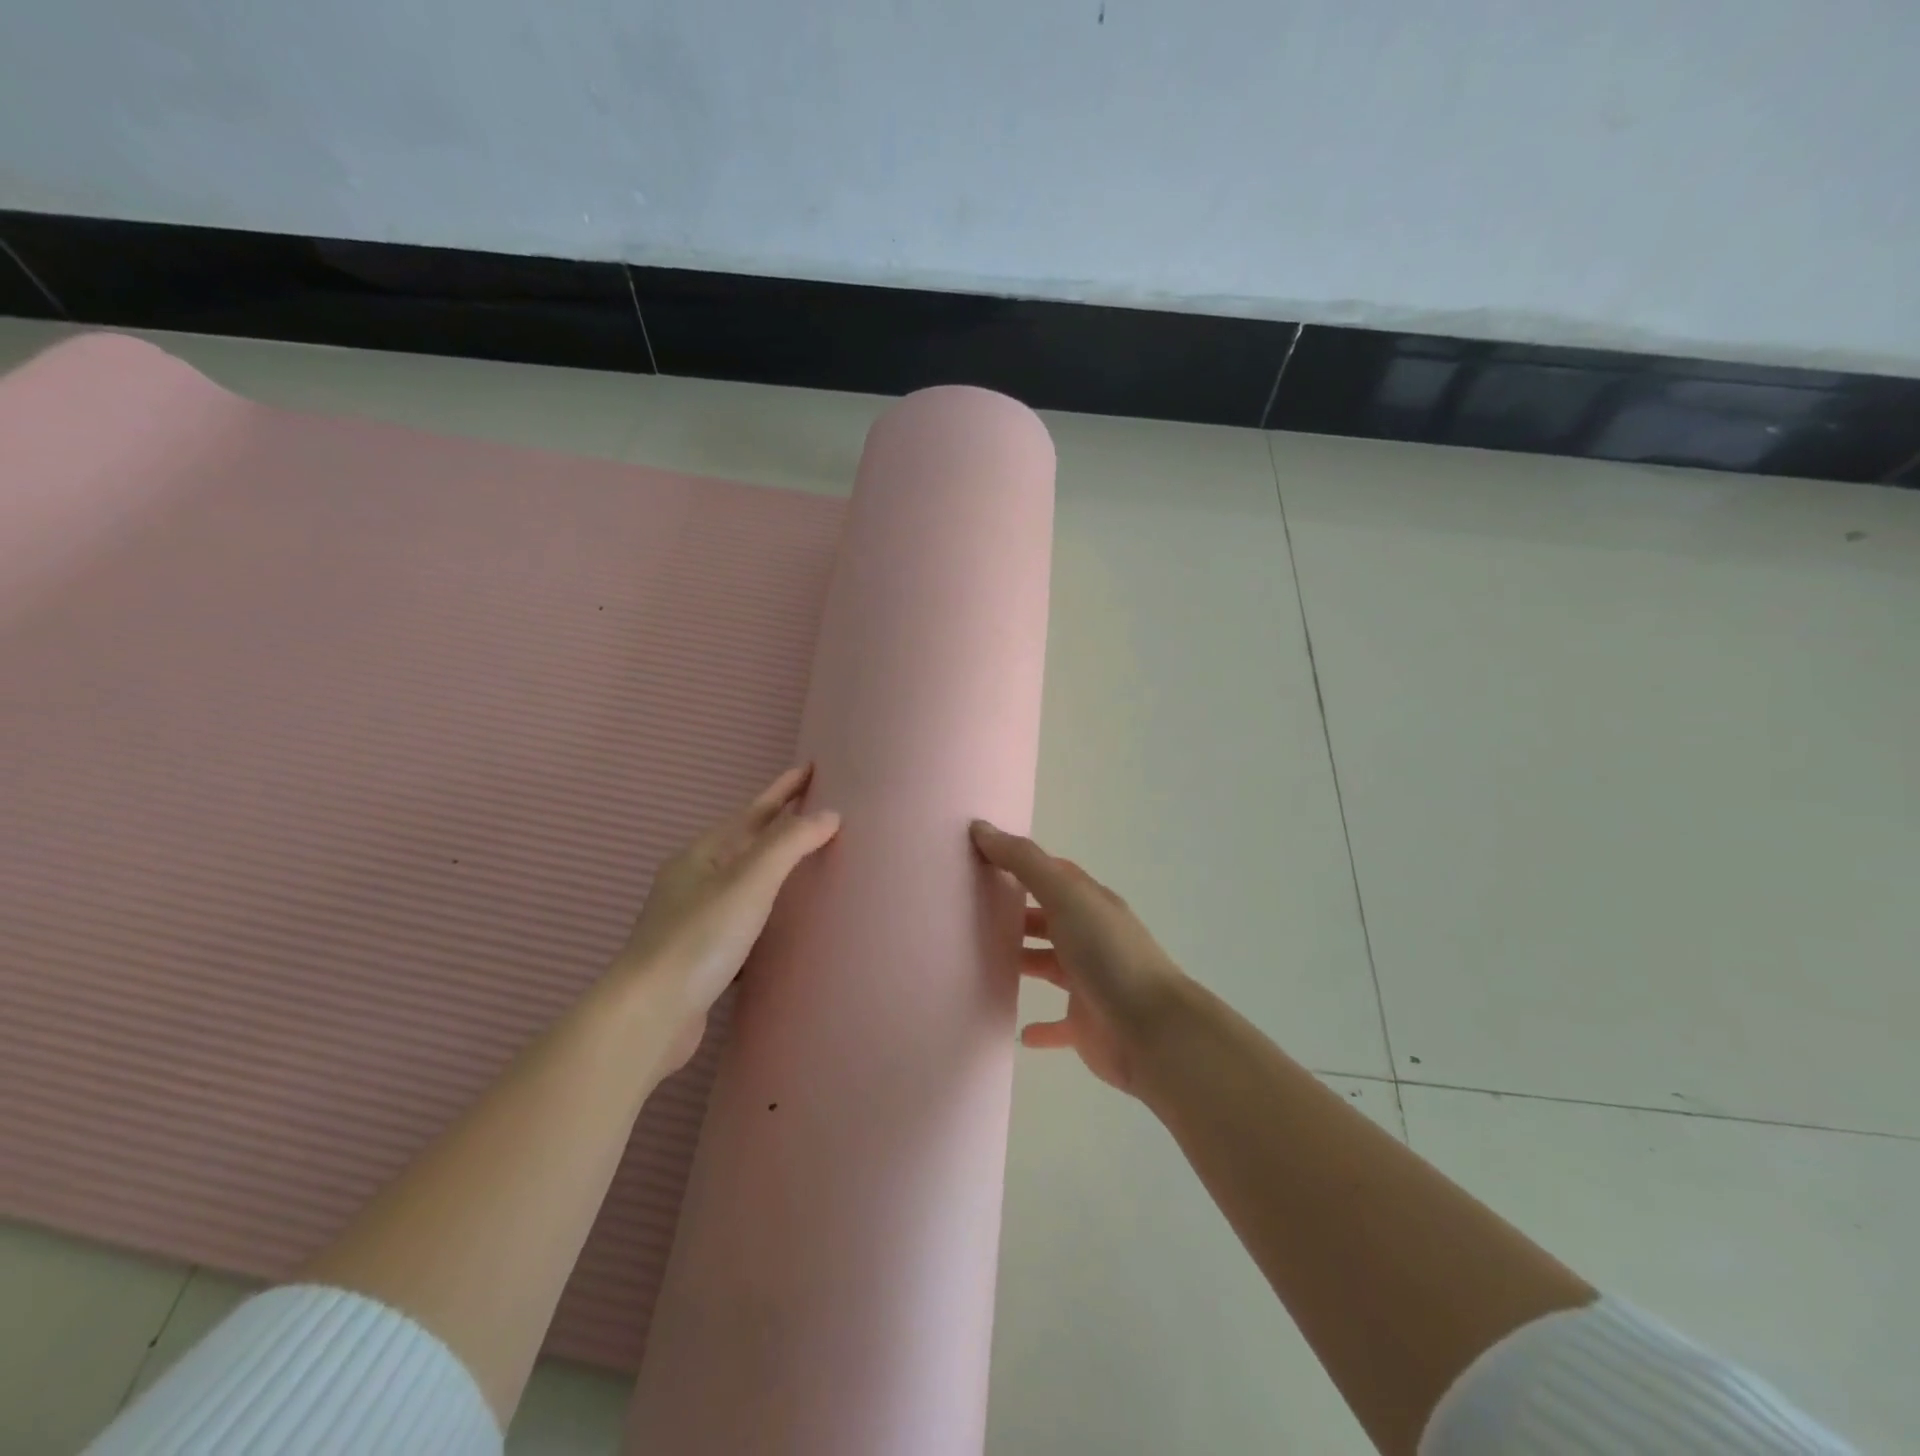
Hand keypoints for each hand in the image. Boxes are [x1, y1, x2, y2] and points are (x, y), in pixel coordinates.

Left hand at [618, 765, 839, 1070]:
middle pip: (745, 843)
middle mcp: (694, 880)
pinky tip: (781, 926)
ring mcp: (693, 919)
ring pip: (743, 882)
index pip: (753, 812)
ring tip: (804, 863)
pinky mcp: (700, 956)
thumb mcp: (749, 881)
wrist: (648, 1016)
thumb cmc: (700, 937)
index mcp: (702, 855)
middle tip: (816, 811)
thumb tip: (829, 813)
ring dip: (772, 869)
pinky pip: (741, 920)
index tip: (811, 767)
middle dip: (778, 825)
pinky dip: (765, 912)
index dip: (783, 789)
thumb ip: (790, 843)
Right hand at [970, 821, 1187, 1094]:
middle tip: (972, 912)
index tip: (983, 861)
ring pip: (1050, 966)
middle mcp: (1091, 938)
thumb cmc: (1108, 954)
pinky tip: (1020, 1031)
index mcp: (1090, 904)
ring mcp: (1089, 982)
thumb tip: (981, 828)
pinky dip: (1041, 1027)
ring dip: (1024, 962)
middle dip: (1017, 914)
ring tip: (982, 961)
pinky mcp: (1086, 1024)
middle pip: (1049, 919)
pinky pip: (1058, 1024)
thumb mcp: (1065, 896)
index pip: (1054, 875)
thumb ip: (1024, 862)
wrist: (1153, 1031)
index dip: (1022, 865)